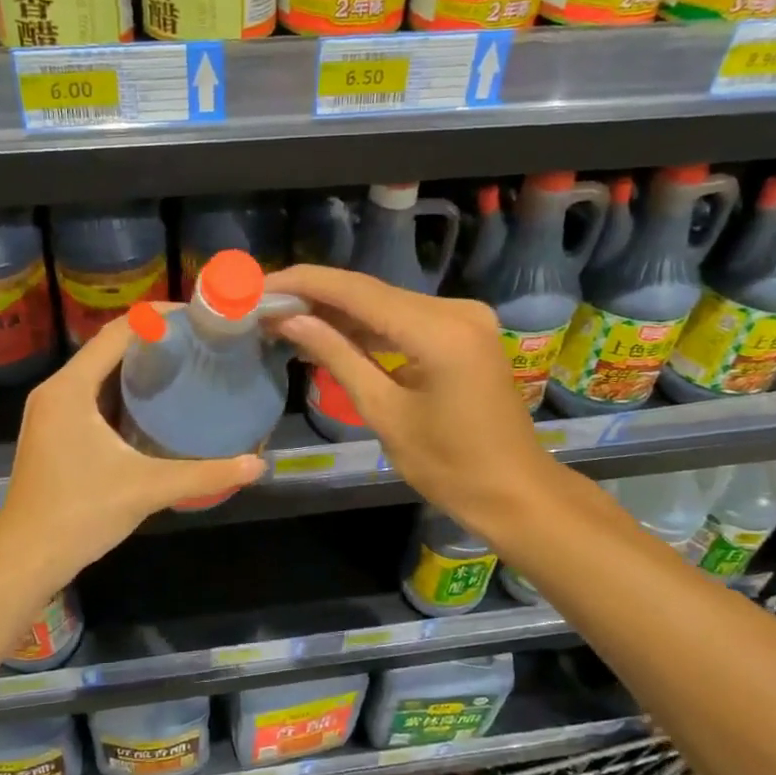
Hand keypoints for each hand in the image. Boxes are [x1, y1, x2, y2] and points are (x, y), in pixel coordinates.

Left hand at [0, 309, 265, 592]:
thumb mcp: (147, 488)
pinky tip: (155, 404)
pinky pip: (92, 395)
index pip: (117, 332)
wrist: (25, 559)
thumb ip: (204, 474)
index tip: (197, 317)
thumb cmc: (80, 514)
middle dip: (152, 339)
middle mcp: (56, 391)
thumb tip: (257, 465)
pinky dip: (123, 390)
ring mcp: (51, 413)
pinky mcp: (54, 433)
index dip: (157, 318)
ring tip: (185, 364)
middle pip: (107, 347)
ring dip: (137, 365)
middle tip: (199, 342)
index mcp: (70, 389)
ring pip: (99, 372)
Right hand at [265, 265, 553, 536]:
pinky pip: (406, 319)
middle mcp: (456, 310)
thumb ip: (338, 357)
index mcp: (439, 331)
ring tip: (287, 317)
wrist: (514, 491)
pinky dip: (369, 326)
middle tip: (266, 303)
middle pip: (372, 292)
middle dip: (316, 296)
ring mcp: (465, 318)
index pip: (358, 292)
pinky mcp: (464, 332)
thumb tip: (290, 320)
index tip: (262, 285)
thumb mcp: (384, 412)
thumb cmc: (449, 465)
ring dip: (339, 311)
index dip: (305, 284)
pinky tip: (330, 331)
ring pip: (387, 304)